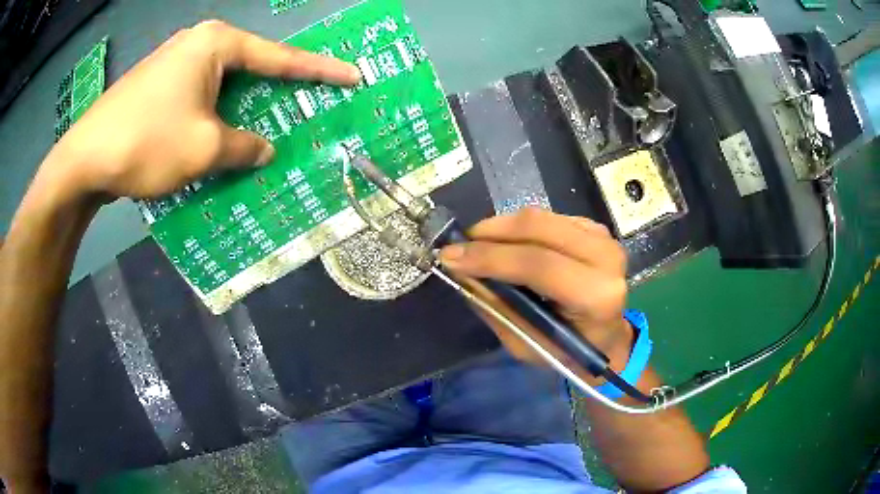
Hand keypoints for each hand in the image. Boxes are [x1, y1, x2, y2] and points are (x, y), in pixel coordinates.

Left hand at [39, 20, 359, 201]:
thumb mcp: (205, 148)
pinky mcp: (157, 87)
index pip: (280, 57)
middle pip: (250, 67)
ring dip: (241, 109)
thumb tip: (264, 150)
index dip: (319, 70)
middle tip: (305, 105)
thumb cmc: (146, 142)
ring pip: (222, 85)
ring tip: (262, 127)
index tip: (352, 75)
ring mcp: (174, 64)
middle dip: (276, 90)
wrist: (84, 159)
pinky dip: (215, 116)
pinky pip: (199, 97)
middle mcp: (198, 44)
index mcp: (216, 44)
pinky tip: (219, 135)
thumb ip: (244, 146)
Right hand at [439, 208, 632, 371]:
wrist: (607, 338)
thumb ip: (497, 307)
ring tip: (476, 243)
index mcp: (597, 296)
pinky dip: (519, 227)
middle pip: (539, 228)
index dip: (490, 257)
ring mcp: (603, 238)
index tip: (450, 257)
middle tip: (460, 246)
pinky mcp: (595, 228)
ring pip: (541, 217)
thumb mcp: (527, 345)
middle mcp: (606, 258)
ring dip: (502, 227)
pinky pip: (548, 218)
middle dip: (491, 233)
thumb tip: (463, 272)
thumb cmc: (569, 351)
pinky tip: (505, 242)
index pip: (538, 265)